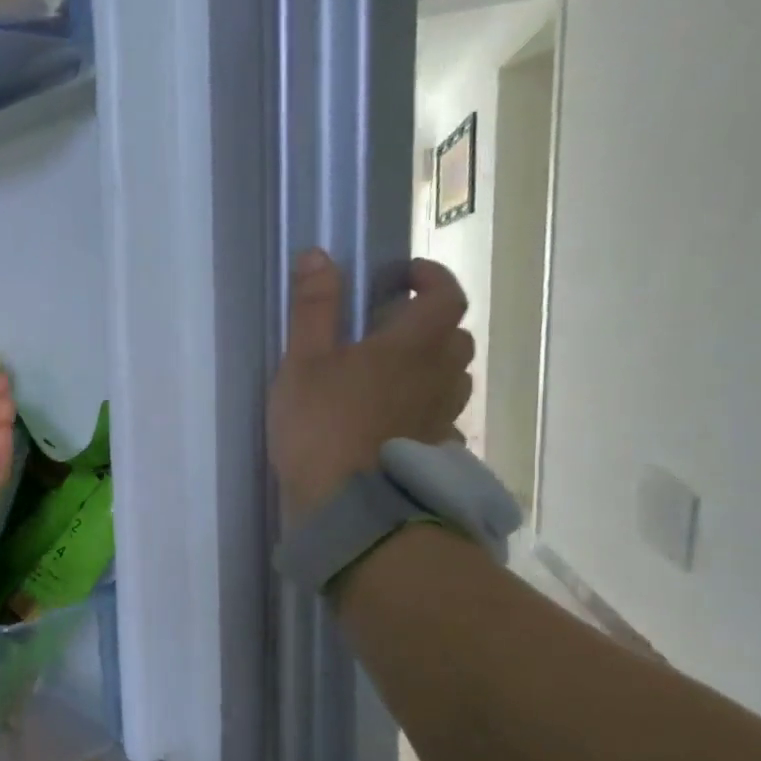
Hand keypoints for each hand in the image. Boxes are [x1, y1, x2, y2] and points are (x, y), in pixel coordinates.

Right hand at [268, 250, 474, 522]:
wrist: (346, 506)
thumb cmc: (321, 425)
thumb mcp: (303, 361)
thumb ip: (313, 307)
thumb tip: (319, 254)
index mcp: (413, 345)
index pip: (446, 295)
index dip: (431, 277)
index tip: (402, 276)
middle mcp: (440, 376)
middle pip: (456, 337)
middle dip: (430, 323)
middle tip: (391, 328)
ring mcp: (442, 417)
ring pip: (454, 379)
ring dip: (432, 365)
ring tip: (393, 373)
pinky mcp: (434, 451)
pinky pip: (442, 418)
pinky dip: (426, 408)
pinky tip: (396, 421)